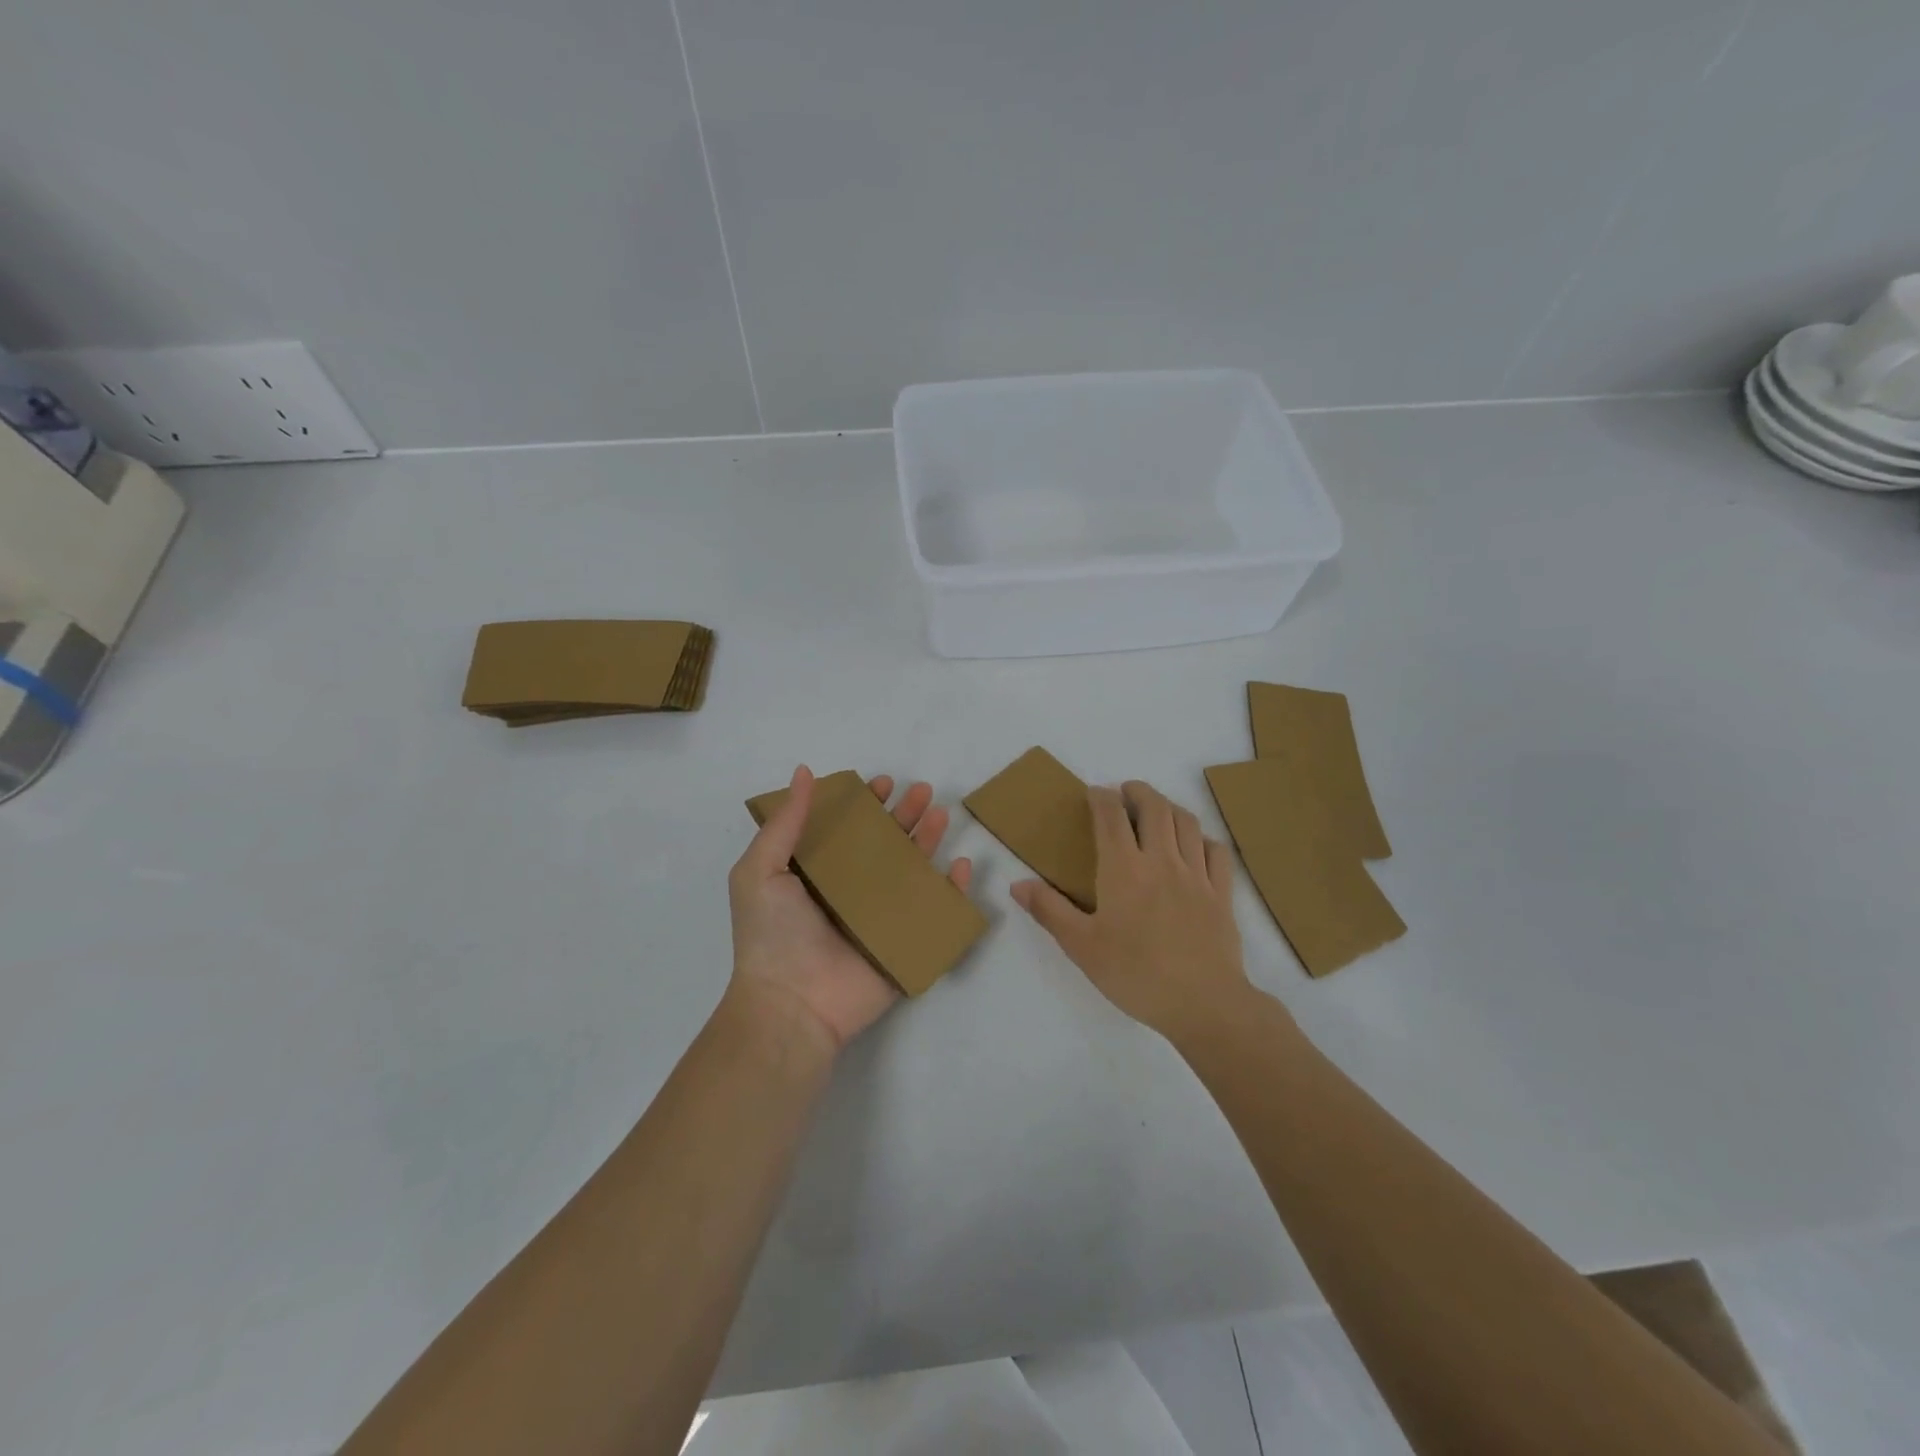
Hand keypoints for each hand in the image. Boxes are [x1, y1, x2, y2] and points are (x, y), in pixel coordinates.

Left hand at [728, 765, 973, 1052]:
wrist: (792, 1005)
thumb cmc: (772, 935)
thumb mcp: (760, 870)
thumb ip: (786, 823)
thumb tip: (804, 772)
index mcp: (816, 874)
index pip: (847, 830)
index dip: (865, 804)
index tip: (882, 783)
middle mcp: (849, 891)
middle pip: (885, 845)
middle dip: (904, 815)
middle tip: (923, 791)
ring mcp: (879, 918)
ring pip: (911, 871)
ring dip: (928, 841)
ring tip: (941, 813)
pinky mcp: (903, 943)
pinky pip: (933, 912)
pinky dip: (951, 890)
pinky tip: (960, 866)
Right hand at [1011, 780, 1247, 1042]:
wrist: (1203, 1003)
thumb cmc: (1134, 974)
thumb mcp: (1081, 946)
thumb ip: (1049, 910)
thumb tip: (1018, 884)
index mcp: (1123, 869)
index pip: (1111, 816)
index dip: (1101, 797)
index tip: (1093, 793)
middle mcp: (1162, 860)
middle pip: (1155, 807)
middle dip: (1138, 791)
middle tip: (1125, 793)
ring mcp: (1197, 874)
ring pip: (1187, 822)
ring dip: (1169, 807)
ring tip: (1157, 811)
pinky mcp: (1222, 893)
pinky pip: (1217, 851)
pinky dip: (1203, 838)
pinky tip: (1195, 846)